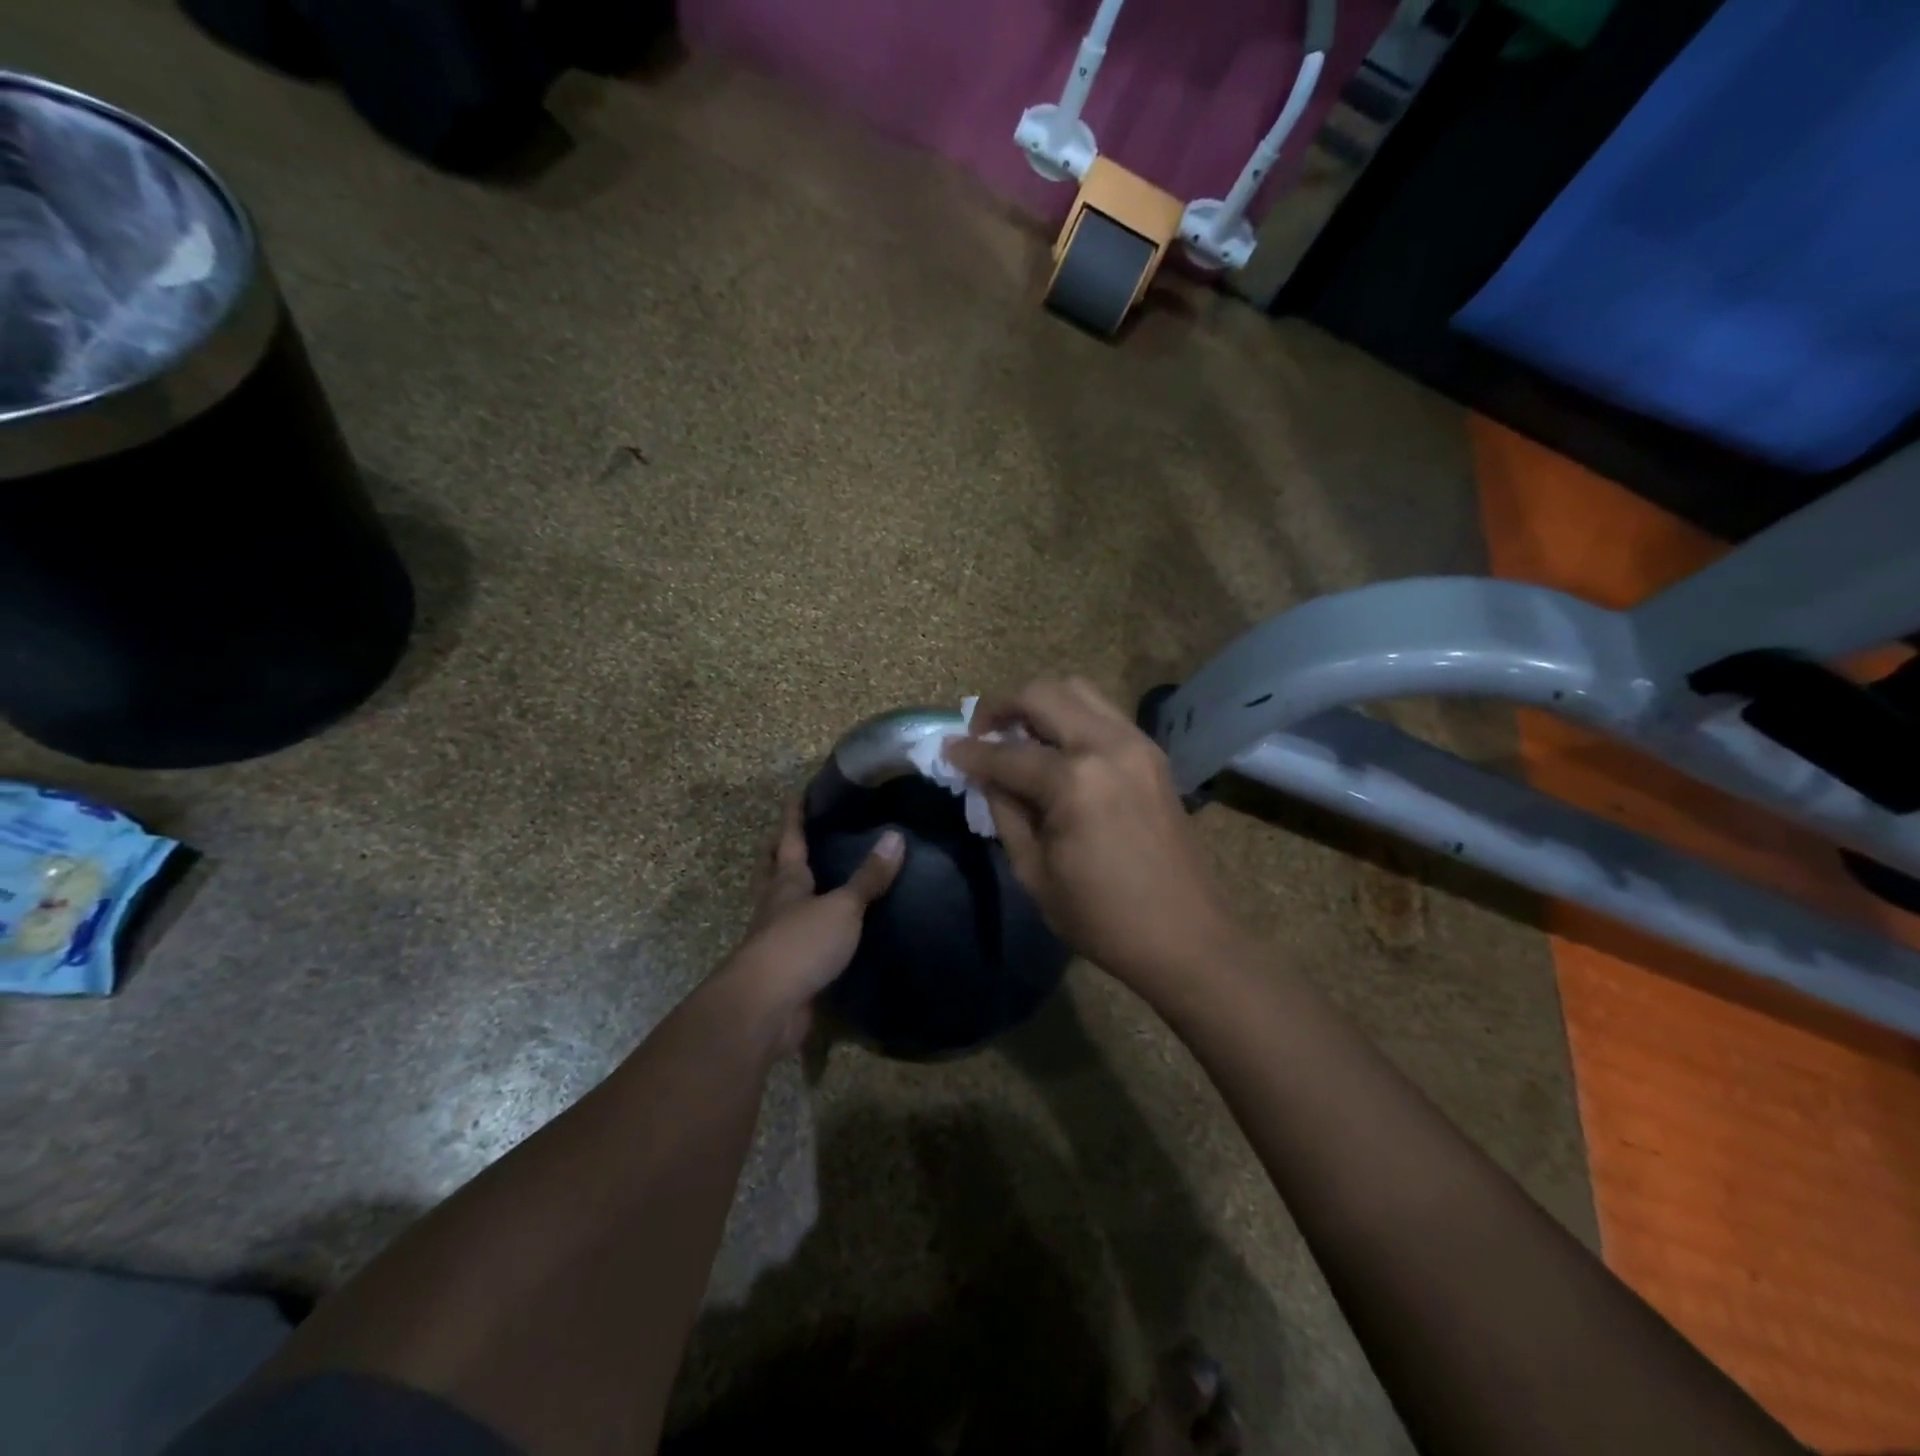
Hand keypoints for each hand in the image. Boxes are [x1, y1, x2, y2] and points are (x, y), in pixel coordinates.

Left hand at [723, 798, 902, 1050]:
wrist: (766, 1008)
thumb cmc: (800, 944)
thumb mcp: (842, 907)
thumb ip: (869, 877)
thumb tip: (896, 836)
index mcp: (787, 881)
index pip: (790, 838)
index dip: (794, 815)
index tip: (798, 792)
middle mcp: (776, 905)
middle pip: (773, 870)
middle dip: (779, 850)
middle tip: (793, 834)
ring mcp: (776, 938)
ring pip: (782, 904)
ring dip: (792, 890)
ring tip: (816, 878)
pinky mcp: (785, 968)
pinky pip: (799, 939)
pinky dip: (811, 928)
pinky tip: (830, 929)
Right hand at [944, 678, 1238, 990]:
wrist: (1186, 936)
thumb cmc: (1102, 917)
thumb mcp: (1034, 872)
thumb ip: (1005, 812)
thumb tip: (985, 775)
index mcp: (1075, 782)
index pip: (1006, 753)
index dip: (969, 753)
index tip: (947, 750)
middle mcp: (1107, 746)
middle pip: (1043, 695)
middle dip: (1002, 706)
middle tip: (980, 733)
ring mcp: (1137, 744)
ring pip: (1077, 690)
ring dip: (1039, 704)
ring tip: (1018, 736)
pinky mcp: (1152, 753)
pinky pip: (1102, 712)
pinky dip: (1071, 717)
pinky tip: (1056, 750)